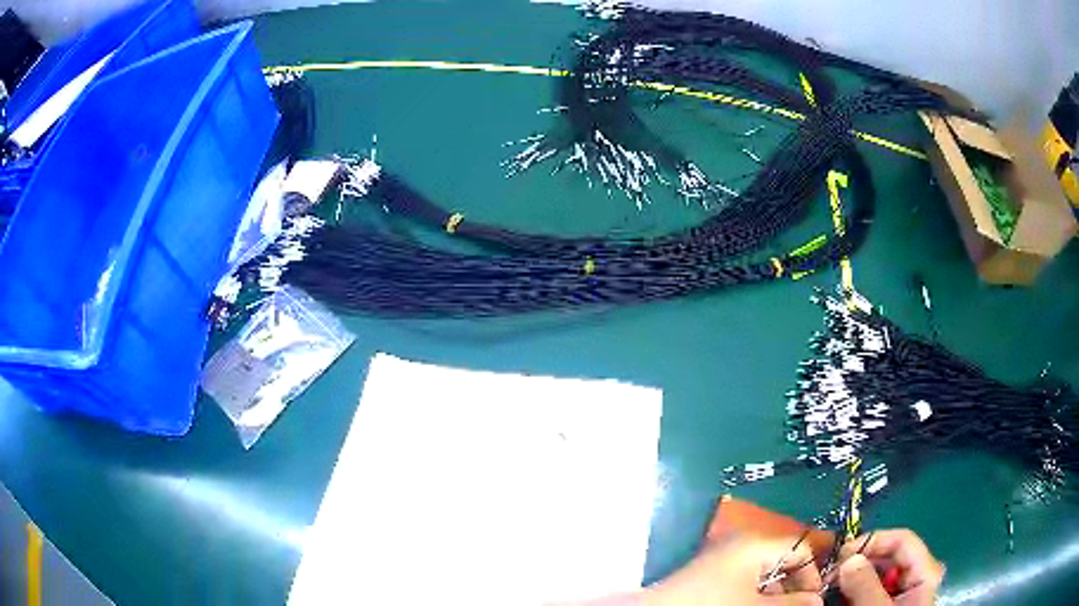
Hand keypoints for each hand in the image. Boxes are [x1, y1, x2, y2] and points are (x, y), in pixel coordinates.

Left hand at [645, 534, 823, 604]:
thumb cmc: (712, 605)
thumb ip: (792, 604)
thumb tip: (818, 601)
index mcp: (756, 544)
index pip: (802, 549)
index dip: (812, 575)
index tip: (812, 602)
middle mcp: (740, 546)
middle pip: (782, 563)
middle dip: (791, 589)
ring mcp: (721, 560)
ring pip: (761, 577)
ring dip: (772, 596)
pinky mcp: (705, 576)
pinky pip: (741, 583)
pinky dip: (750, 597)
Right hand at [837, 529, 943, 605]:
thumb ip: (866, 586)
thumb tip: (848, 559)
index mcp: (924, 573)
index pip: (901, 540)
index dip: (872, 541)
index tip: (841, 555)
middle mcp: (916, 577)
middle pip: (887, 557)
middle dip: (857, 563)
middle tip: (828, 576)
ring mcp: (902, 592)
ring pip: (876, 573)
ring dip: (851, 578)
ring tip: (828, 588)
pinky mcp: (886, 603)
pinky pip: (871, 589)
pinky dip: (852, 591)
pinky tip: (837, 598)